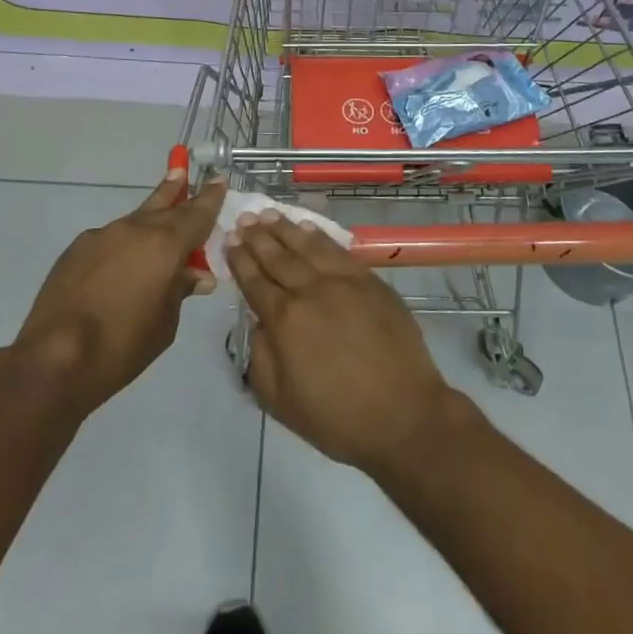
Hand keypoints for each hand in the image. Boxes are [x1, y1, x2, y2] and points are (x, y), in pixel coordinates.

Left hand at [15, 169, 224, 414]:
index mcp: (165, 244)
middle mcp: (135, 229)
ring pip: (134, 221)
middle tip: (182, 171)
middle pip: (163, 202)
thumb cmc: (122, 345)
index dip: (211, 197)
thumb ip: (181, 290)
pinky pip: (109, 240)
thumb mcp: (166, 323)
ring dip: (148, 222)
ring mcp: (103, 235)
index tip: (220, 179)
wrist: (54, 358)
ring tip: (155, 229)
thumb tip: (196, 275)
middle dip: (176, 189)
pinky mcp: (77, 249)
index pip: (197, 213)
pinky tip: (117, 269)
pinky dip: (121, 247)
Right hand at [225, 212, 456, 478]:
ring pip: (307, 246)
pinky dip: (319, 236)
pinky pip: (338, 249)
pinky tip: (307, 228)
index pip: (255, 282)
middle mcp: (311, 291)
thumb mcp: (281, 402)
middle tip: (243, 219)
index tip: (229, 241)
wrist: (403, 414)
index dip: (240, 261)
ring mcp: (343, 281)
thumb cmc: (338, 418)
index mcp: (285, 320)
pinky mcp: (369, 279)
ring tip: (268, 214)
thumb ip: (260, 357)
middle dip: (257, 237)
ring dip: (284, 229)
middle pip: (277, 257)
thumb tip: (257, 323)